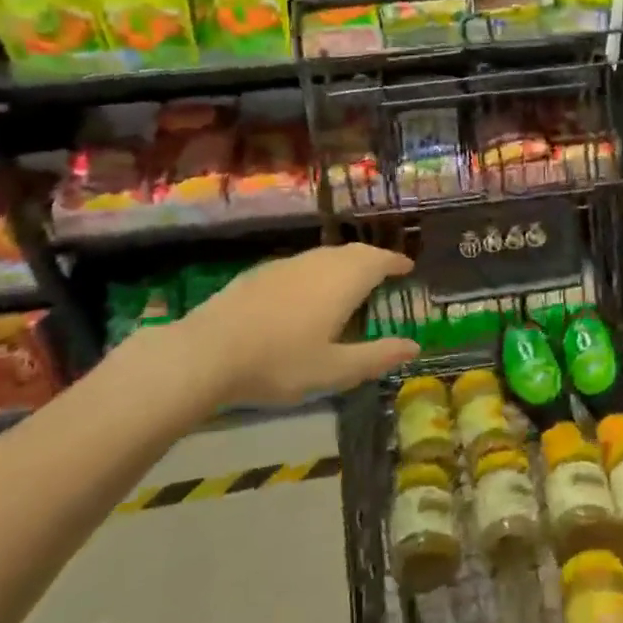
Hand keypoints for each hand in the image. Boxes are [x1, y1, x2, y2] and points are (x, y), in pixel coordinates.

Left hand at [117, 244, 419, 422]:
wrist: (207, 352)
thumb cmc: (280, 362)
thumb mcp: (335, 370)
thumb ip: (377, 356)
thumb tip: (415, 347)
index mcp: (344, 280)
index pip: (379, 260)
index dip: (396, 262)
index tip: (408, 267)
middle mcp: (319, 263)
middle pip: (354, 252)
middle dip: (373, 259)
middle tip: (384, 273)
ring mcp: (287, 265)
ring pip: (325, 255)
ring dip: (345, 263)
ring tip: (350, 282)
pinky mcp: (260, 273)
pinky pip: (302, 264)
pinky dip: (318, 271)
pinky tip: (307, 293)